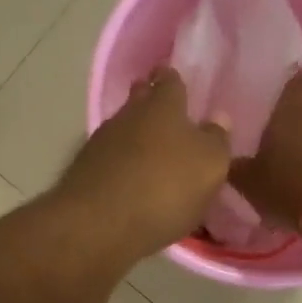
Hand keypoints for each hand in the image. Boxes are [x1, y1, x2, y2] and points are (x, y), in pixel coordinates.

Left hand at [54, 68, 230, 261]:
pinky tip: (129, 176)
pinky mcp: (84, 171)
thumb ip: (216, 140)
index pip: (169, 81)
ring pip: (122, 129)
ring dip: (134, 135)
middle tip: (163, 111)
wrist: (98, 224)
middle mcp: (127, 116)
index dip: (172, 79)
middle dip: (149, 101)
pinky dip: (120, 163)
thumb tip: (218, 118)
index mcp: (163, 106)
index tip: (174, 78)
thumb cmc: (165, 188)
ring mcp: (100, 143)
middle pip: (139, 100)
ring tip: (150, 148)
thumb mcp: (209, 166)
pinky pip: (109, 158)